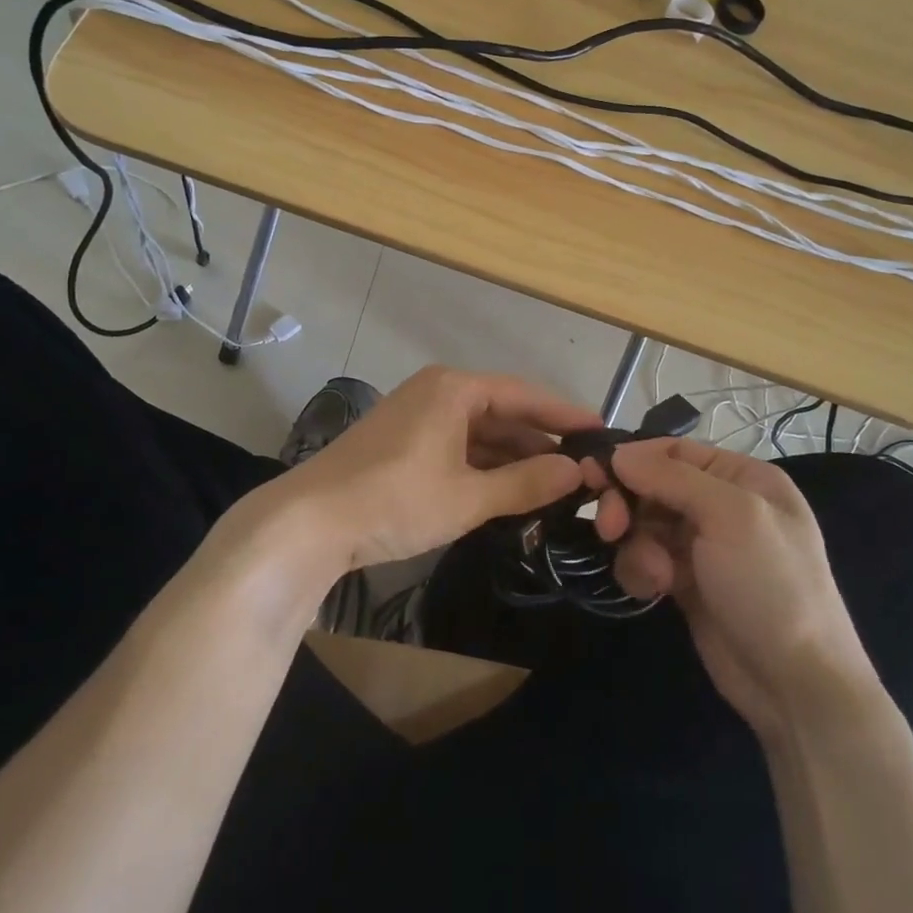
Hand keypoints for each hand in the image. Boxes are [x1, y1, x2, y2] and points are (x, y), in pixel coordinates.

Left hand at [266, 366, 599, 573]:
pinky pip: (458, 448)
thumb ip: (526, 483)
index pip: (524, 395)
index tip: (603, 433)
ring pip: (480, 434)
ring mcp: (417, 418)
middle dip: (541, 442)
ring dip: (514, 458)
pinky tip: (510, 491)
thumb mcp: (468, 497)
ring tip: (557, 485)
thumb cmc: (394, 500)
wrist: (309, 523)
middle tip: (585, 469)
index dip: (565, 415)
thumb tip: (577, 472)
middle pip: (503, 412)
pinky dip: (485, 468)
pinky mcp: (403, 444)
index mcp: (454, 389)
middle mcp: (437, 393)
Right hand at [590, 440, 876, 733]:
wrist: (793, 684)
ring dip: (637, 546)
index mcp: (743, 478)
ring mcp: (703, 546)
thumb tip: (618, 453)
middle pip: (652, 486)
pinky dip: (642, 571)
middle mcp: (722, 505)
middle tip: (609, 529)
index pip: (675, 450)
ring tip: (654, 575)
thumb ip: (672, 477)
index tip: (594, 474)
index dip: (634, 458)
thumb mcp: (731, 516)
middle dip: (628, 505)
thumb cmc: (770, 585)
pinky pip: (645, 559)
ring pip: (643, 524)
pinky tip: (655, 590)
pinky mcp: (685, 581)